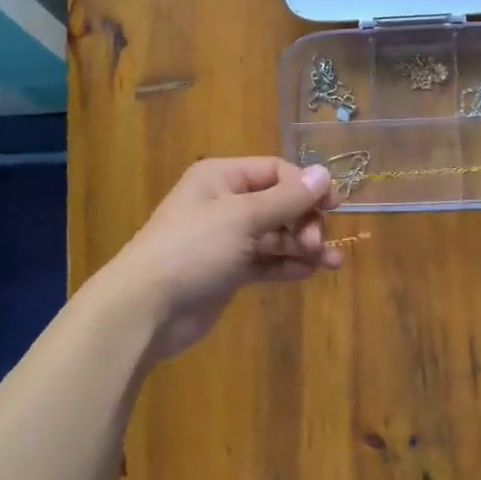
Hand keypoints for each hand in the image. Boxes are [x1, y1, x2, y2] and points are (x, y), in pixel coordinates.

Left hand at [101, 157, 340, 360]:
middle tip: (316, 244)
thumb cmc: (193, 249)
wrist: (146, 308)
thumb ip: (287, 199)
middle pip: (279, 202)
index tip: (334, 207)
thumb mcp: (243, 217)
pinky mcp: (228, 271)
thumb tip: (324, 173)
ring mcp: (226, 239)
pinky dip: (287, 265)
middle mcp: (225, 202)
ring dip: (303, 245)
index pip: (276, 171)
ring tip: (331, 263)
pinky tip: (310, 273)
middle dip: (304, 220)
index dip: (307, 186)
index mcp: (222, 177)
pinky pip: (266, 261)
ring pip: (275, 234)